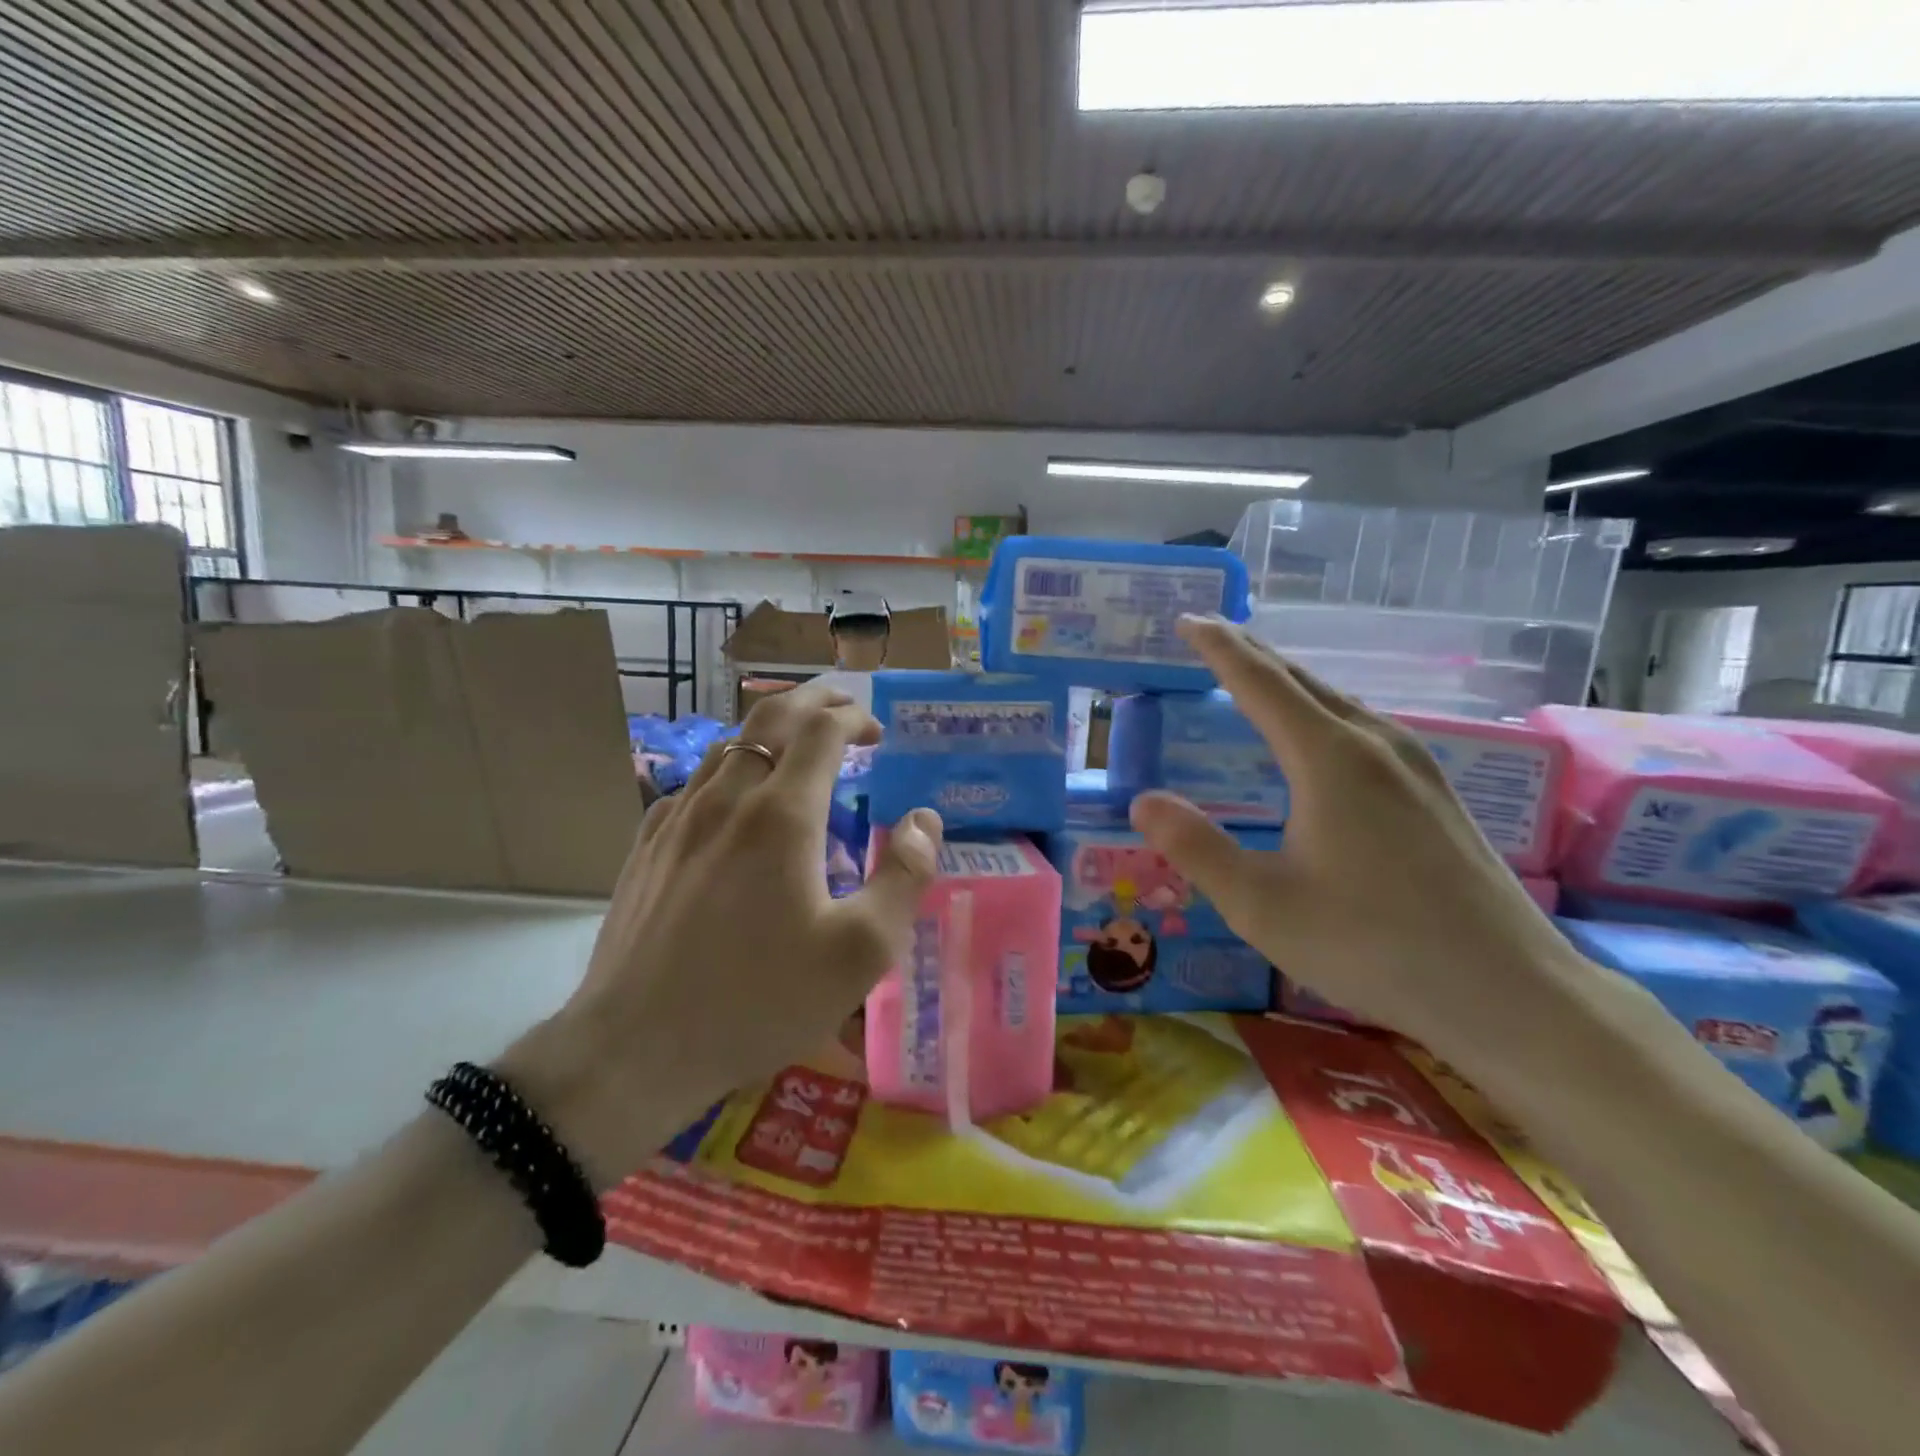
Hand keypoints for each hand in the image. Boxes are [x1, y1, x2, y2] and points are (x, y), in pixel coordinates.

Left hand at [501, 683, 942, 1185]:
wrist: (634, 1047)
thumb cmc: (757, 999)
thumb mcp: (859, 953)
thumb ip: (903, 877)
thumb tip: (925, 820)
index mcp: (781, 815)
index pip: (821, 729)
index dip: (855, 717)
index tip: (878, 733)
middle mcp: (726, 798)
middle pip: (770, 717)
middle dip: (813, 701)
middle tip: (844, 710)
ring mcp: (677, 819)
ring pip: (728, 745)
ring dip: (771, 733)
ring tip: (797, 751)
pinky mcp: (647, 846)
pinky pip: (694, 782)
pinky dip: (730, 768)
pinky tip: (735, 803)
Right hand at [1130, 616, 1589, 1068]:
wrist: (1508, 990)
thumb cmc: (1371, 944)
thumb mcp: (1260, 904)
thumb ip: (1195, 847)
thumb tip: (1143, 801)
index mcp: (1329, 757)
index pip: (1260, 682)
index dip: (1219, 648)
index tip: (1188, 619)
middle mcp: (1375, 743)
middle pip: (1302, 680)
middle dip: (1252, 654)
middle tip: (1211, 637)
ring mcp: (1415, 764)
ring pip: (1338, 702)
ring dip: (1288, 683)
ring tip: (1254, 680)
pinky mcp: (1435, 791)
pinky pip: (1362, 727)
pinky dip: (1320, 712)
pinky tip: (1318, 738)